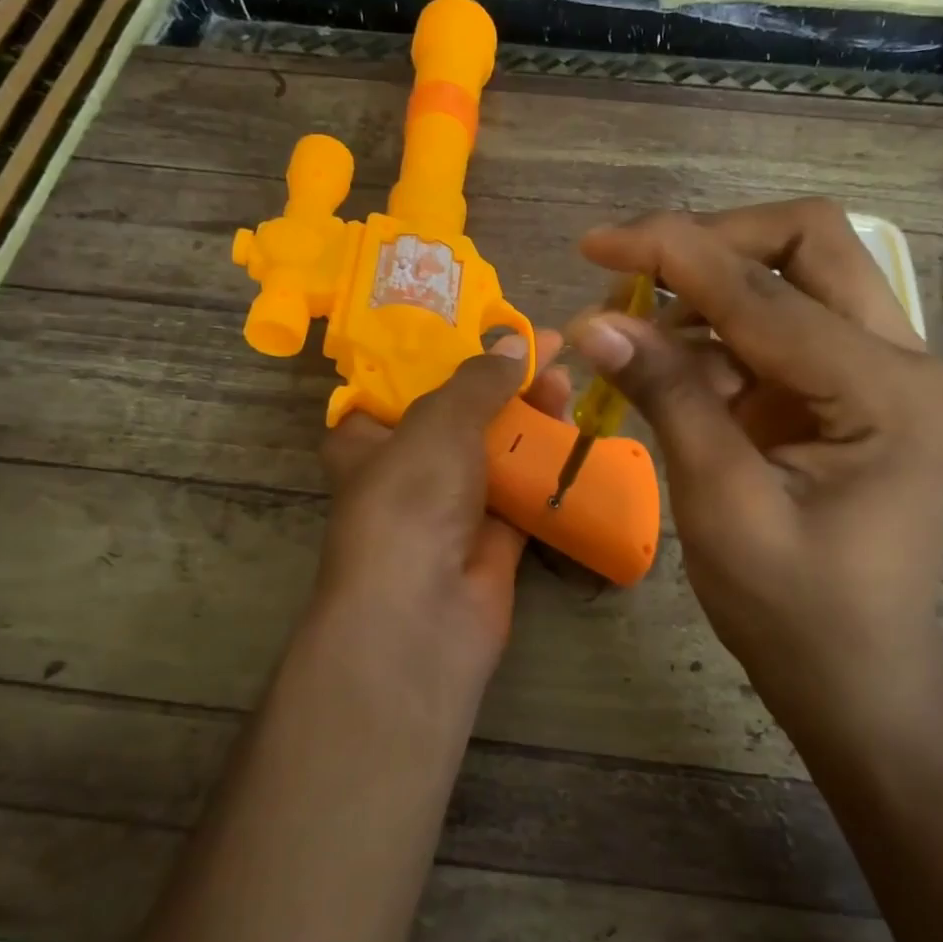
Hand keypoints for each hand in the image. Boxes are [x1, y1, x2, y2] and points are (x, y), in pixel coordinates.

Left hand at [309, 331, 571, 695]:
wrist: (424, 611)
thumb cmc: (411, 499)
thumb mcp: (438, 421)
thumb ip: (478, 379)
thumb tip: (516, 341)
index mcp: (368, 439)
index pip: (402, 384)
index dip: (447, 353)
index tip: (491, 330)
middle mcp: (407, 470)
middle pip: (460, 415)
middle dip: (503, 384)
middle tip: (548, 354)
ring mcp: (451, 507)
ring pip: (495, 451)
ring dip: (530, 420)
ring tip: (567, 386)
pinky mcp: (492, 538)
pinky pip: (523, 492)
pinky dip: (546, 466)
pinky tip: (574, 435)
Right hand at [568, 200, 942, 725]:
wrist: (860, 685)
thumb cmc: (795, 616)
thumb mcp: (722, 506)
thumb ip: (668, 398)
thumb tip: (595, 320)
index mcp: (887, 393)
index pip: (766, 291)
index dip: (674, 253)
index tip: (596, 241)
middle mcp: (905, 363)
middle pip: (810, 245)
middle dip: (713, 244)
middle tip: (635, 271)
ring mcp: (887, 376)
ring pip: (801, 278)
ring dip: (714, 288)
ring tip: (639, 330)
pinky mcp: (858, 395)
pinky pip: (789, 331)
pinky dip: (725, 336)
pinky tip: (675, 367)